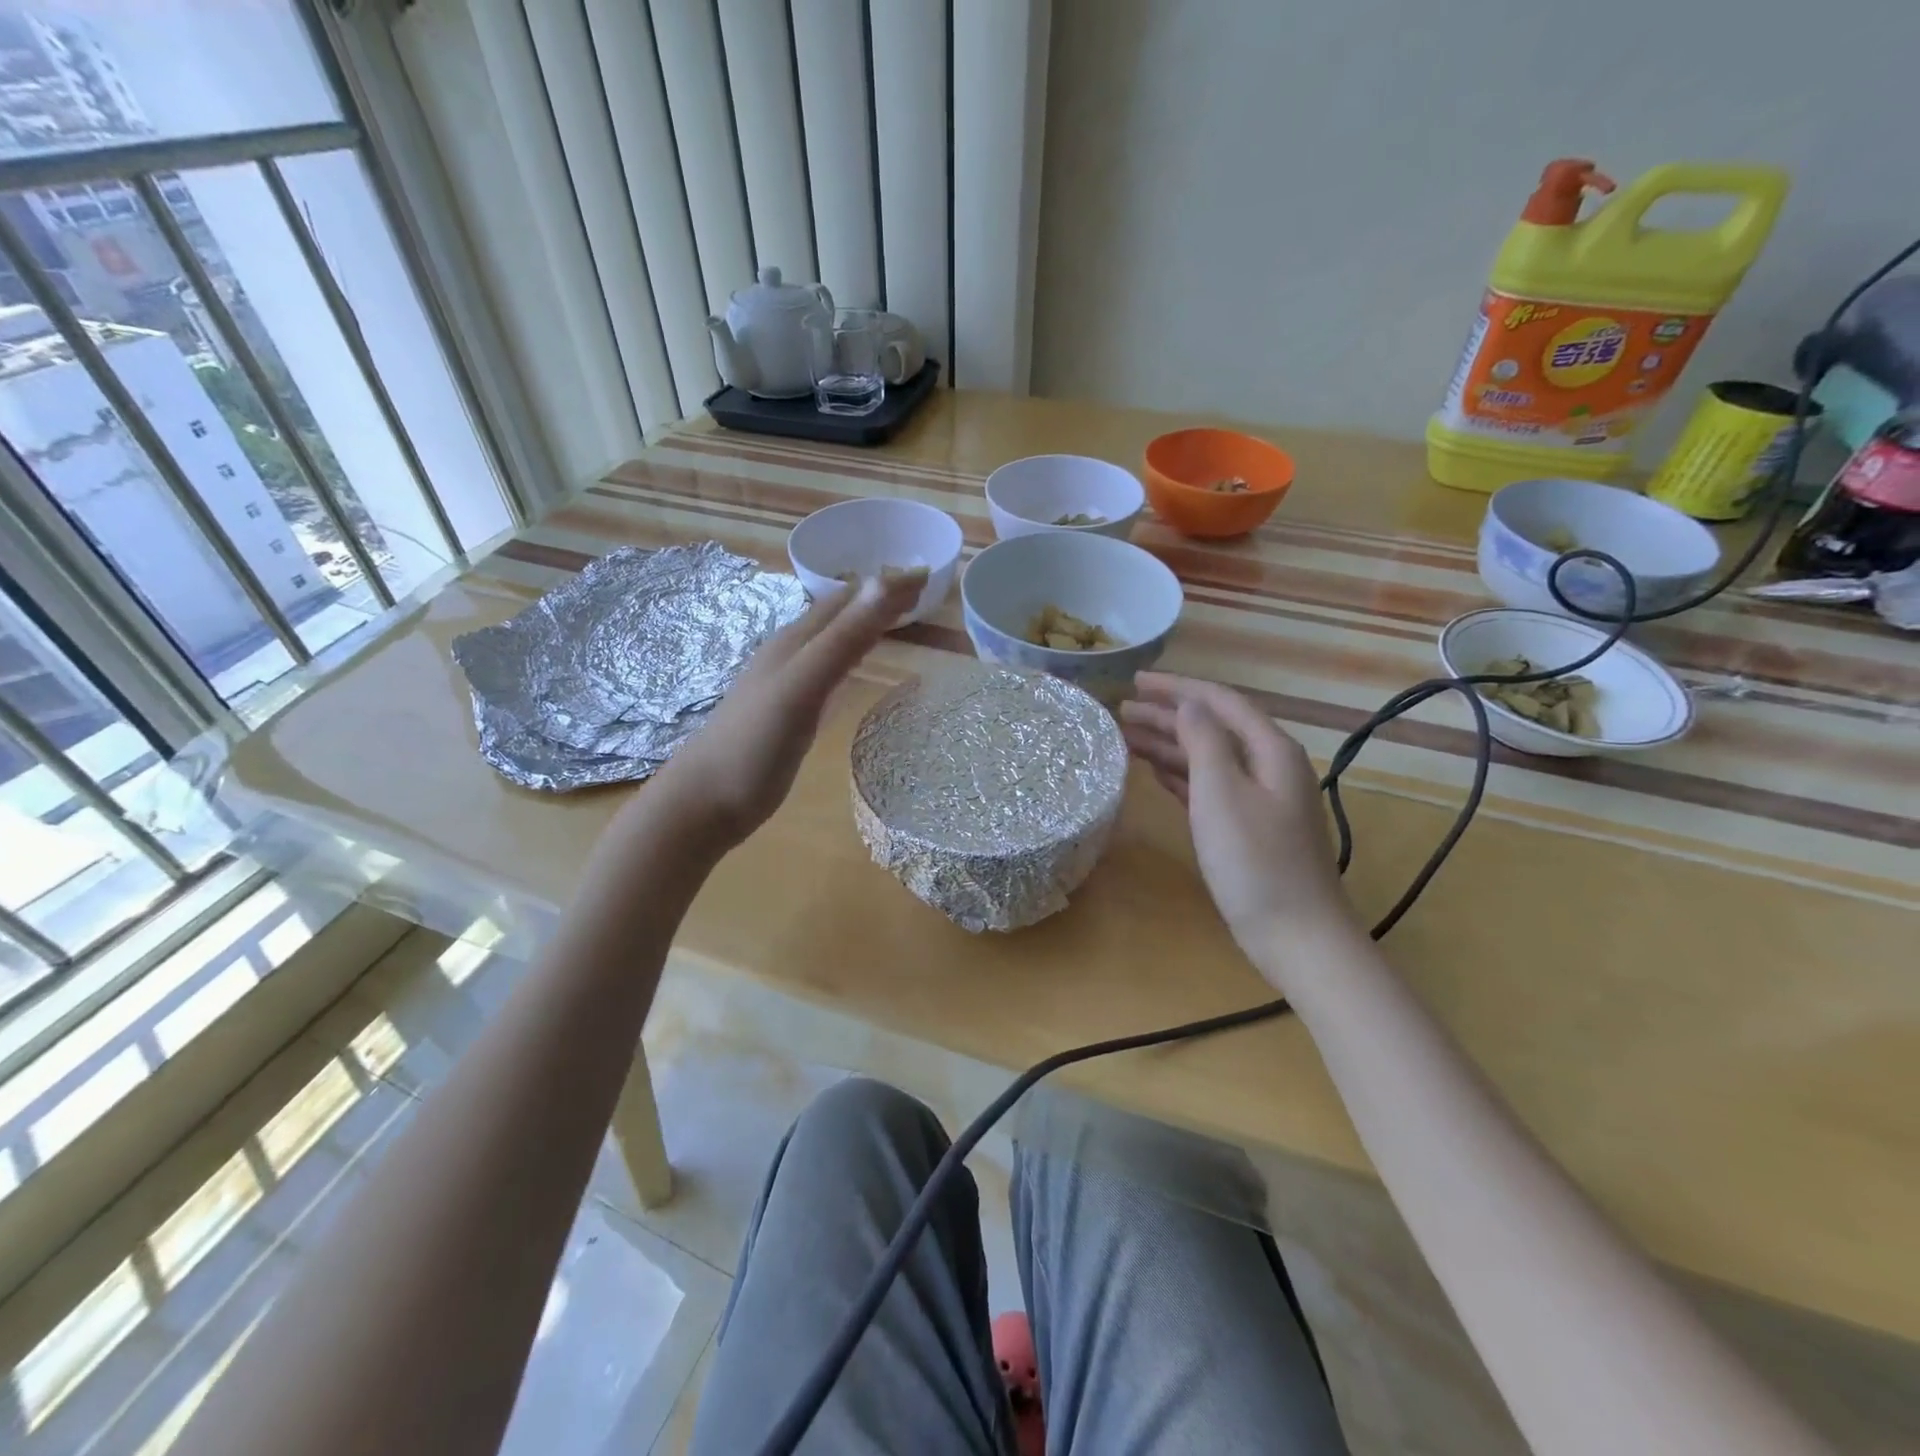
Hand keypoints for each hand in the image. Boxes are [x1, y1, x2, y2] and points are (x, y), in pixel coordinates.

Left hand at [643, 574, 919, 851]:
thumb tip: (882, 581)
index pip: (847, 599)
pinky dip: (849, 656)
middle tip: (920, 591)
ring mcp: (785, 684)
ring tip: (895, 618)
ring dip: (863, 624)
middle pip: (838, 614)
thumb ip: (842, 639)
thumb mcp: (803, 687)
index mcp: (794, 641)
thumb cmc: (755, 746)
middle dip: (877, 597)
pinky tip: (852, 668)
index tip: (926, 574)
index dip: (885, 585)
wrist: (706, 801)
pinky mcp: (787, 712)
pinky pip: (825, 670)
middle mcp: (789, 654)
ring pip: (830, 640)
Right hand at [1120, 674, 1356, 977]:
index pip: (1219, 702)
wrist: (1295, 934)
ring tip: (1125, 738)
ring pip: (1207, 758)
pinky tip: (1154, 772)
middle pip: (1212, 728)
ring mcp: (1259, 799)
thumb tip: (1188, 706)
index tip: (1135, 682)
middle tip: (1120, 711)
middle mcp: (1268, 766)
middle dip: (1166, 715)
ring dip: (1169, 745)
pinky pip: (1208, 787)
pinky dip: (1180, 775)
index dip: (1176, 688)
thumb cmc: (1255, 860)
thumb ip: (1203, 741)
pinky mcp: (1246, 828)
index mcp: (1269, 750)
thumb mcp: (1222, 792)